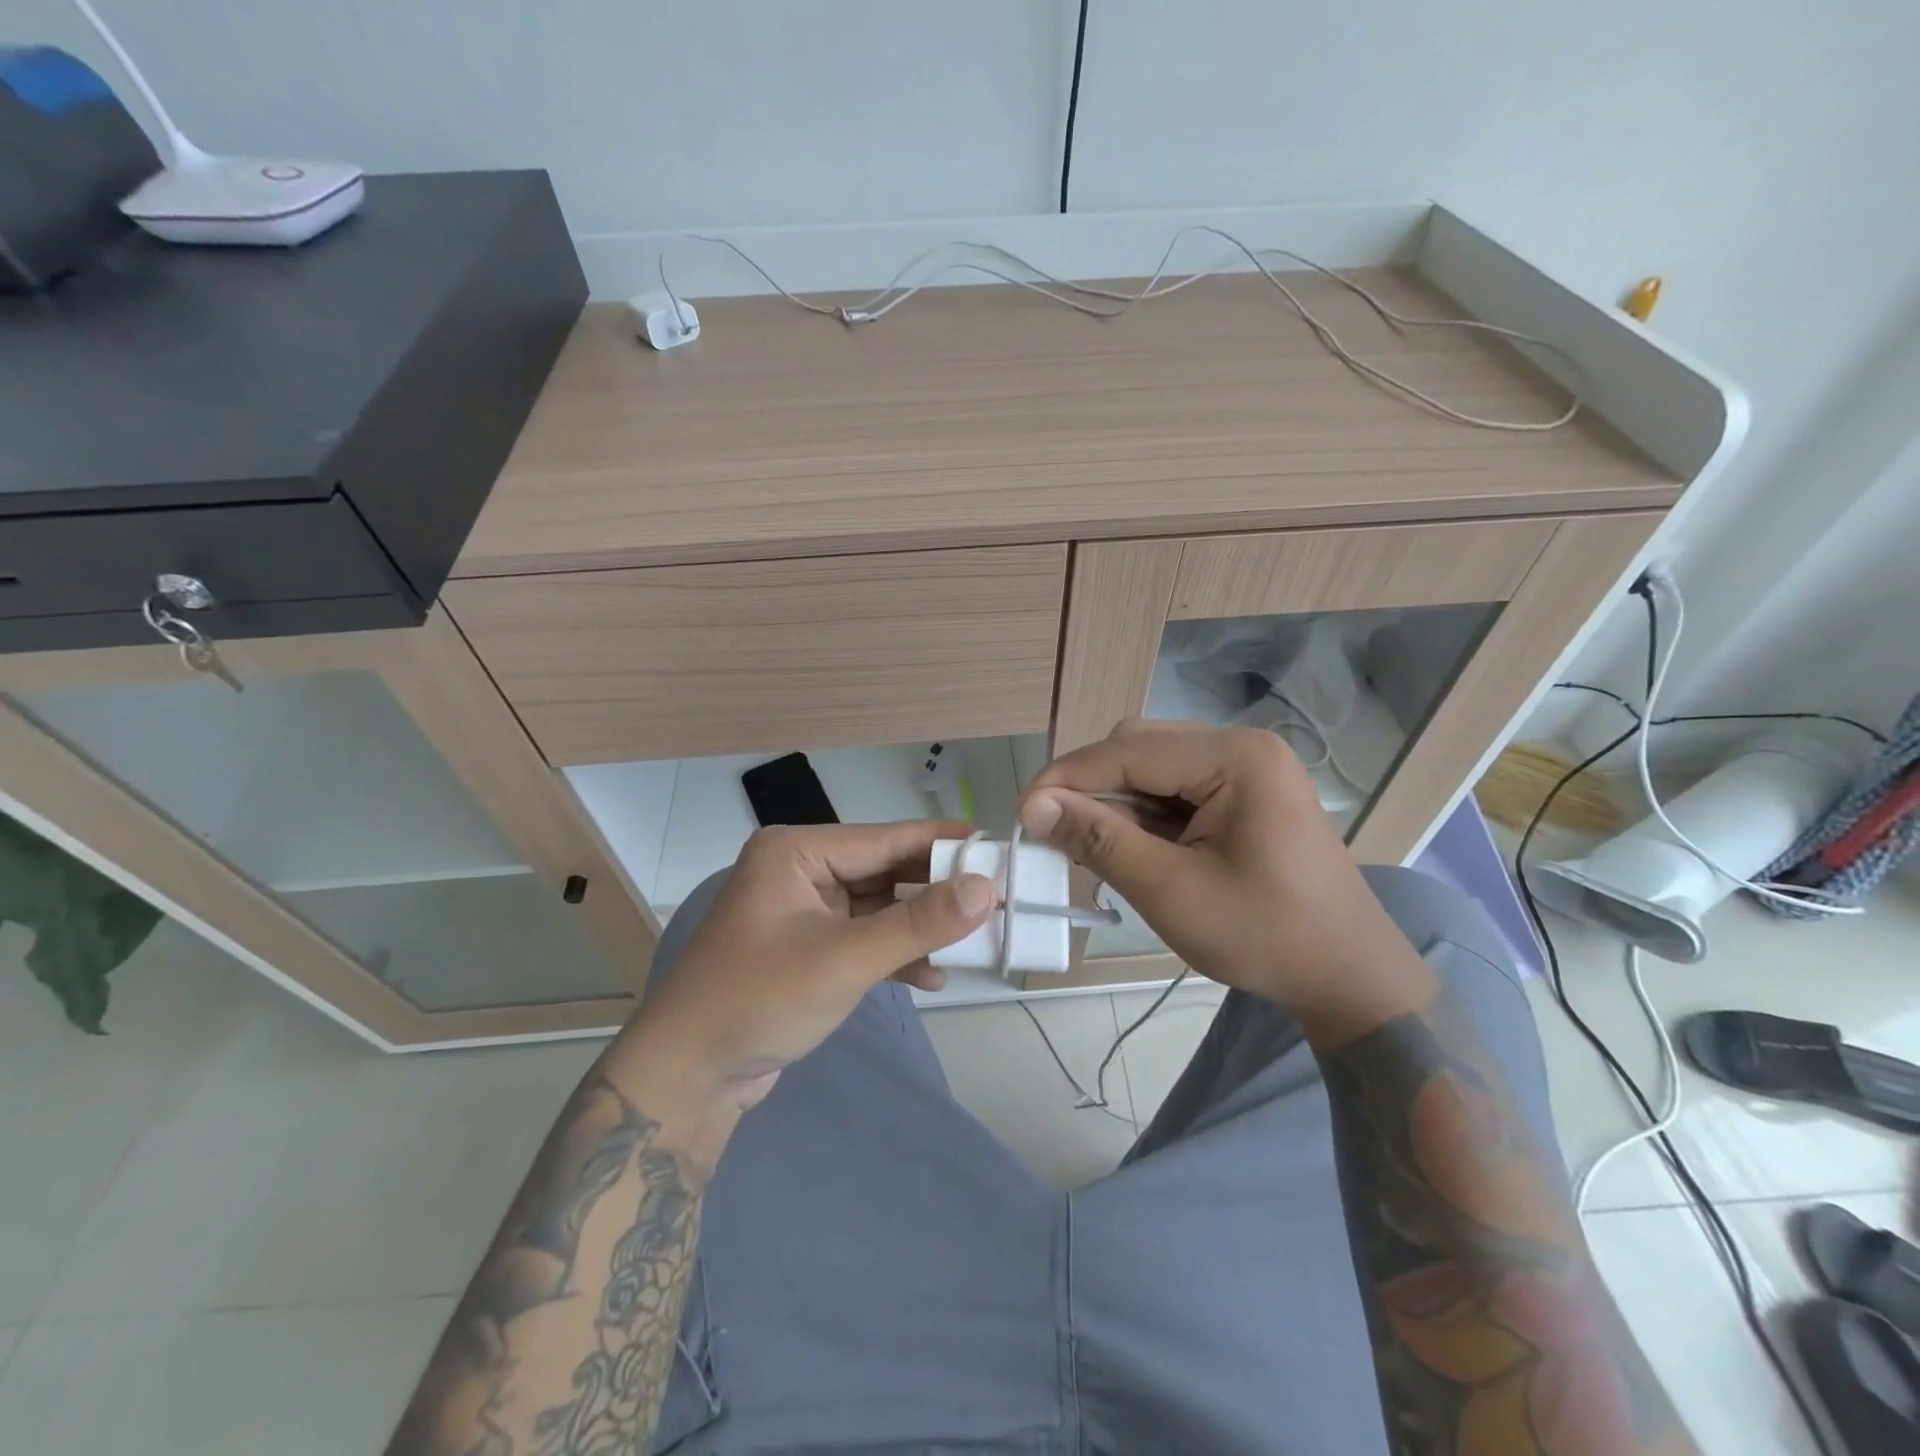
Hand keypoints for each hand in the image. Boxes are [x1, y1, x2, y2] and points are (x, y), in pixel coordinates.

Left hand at [620, 821, 994, 1164]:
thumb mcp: (845, 959)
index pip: (884, 838)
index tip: (996, 846)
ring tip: (974, 939)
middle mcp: (799, 871)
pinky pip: (862, 938)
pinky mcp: (807, 949)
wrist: (688, 1079)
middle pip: (883, 871)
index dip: (942, 844)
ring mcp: (802, 912)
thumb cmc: (760, 1000)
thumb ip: (918, 923)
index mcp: (796, 852)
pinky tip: (932, 975)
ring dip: (918, 926)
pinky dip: (894, 954)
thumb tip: (987, 889)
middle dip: (935, 890)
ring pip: (877, 907)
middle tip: (996, 897)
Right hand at [1018, 721, 1432, 1033]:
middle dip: (1090, 788)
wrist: (1350, 978)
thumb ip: (1100, 840)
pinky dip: (1143, 814)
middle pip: (1138, 748)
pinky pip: (1176, 788)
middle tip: (1056, 834)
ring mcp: (1247, 768)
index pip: (1127, 751)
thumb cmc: (1265, 937)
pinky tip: (1129, 847)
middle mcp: (1242, 746)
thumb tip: (1034, 806)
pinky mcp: (1246, 793)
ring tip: (1089, 847)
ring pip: (1152, 767)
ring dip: (1114, 803)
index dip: (1066, 778)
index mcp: (1235, 758)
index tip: (1022, 814)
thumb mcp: (1170, 891)